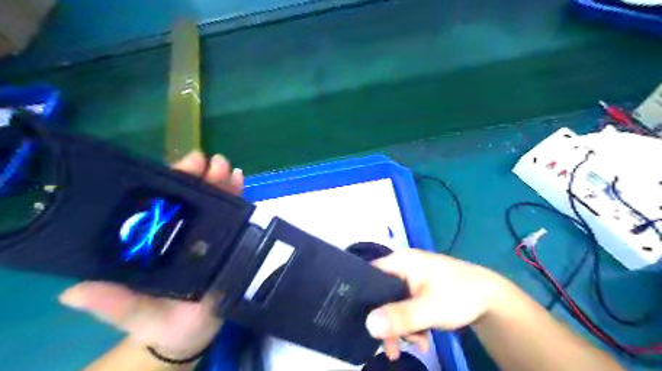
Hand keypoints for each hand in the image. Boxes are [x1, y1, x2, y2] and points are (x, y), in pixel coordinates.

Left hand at [59, 151, 243, 358]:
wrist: (191, 333)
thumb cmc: (159, 321)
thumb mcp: (133, 313)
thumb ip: (112, 304)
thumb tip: (75, 292)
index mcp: (156, 241)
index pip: (161, 205)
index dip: (170, 183)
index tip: (183, 166)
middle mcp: (183, 231)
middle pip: (191, 198)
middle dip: (199, 176)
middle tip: (206, 162)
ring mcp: (209, 234)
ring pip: (215, 201)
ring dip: (221, 181)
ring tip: (227, 168)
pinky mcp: (230, 240)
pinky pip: (235, 215)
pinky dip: (238, 195)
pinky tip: (240, 180)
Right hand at [367, 250, 508, 358]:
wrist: (491, 299)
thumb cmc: (460, 295)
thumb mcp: (430, 309)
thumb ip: (400, 317)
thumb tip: (368, 325)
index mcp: (401, 261)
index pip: (370, 274)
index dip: (363, 296)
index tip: (363, 321)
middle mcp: (402, 267)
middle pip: (381, 294)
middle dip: (387, 321)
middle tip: (392, 347)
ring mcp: (410, 279)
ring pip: (392, 304)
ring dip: (401, 327)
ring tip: (419, 344)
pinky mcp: (417, 291)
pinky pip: (404, 308)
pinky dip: (410, 325)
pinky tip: (422, 339)